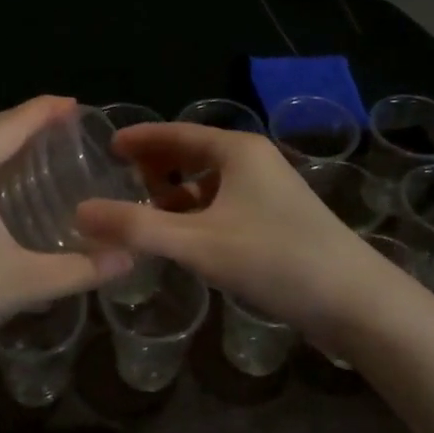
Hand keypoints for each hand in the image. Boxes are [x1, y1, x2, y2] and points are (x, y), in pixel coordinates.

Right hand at [74, 122, 406, 348]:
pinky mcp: (279, 219)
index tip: (106, 146)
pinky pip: (225, 204)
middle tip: (118, 181)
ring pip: (210, 182)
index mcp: (236, 151)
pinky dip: (198, 214)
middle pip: (193, 154)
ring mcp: (270, 190)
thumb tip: (79, 212)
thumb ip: (136, 228)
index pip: (175, 132)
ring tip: (143, 214)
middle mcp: (255, 161)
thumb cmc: (274, 259)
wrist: (354, 300)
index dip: (139, 139)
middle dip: (156, 166)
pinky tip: (184, 239)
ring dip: (176, 194)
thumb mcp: (196, 243)